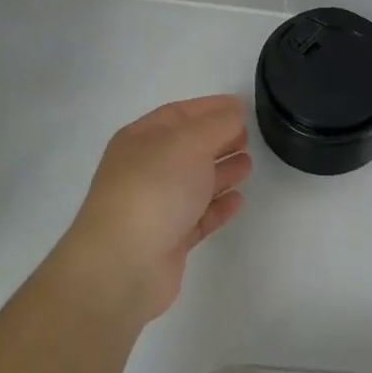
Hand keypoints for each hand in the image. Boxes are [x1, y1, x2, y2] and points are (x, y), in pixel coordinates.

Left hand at [53, 95, 252, 323]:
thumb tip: (234, 112)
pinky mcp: (168, 240)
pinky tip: (238, 200)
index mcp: (140, 139)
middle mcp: (145, 169)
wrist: (123, 264)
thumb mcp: (189, 143)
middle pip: (187, 148)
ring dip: (221, 172)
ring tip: (248, 165)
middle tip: (248, 137)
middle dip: (217, 140)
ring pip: (194, 182)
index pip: (178, 114)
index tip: (240, 107)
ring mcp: (155, 206)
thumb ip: (217, 124)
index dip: (209, 109)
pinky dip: (218, 206)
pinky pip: (198, 216)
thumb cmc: (155, 189)